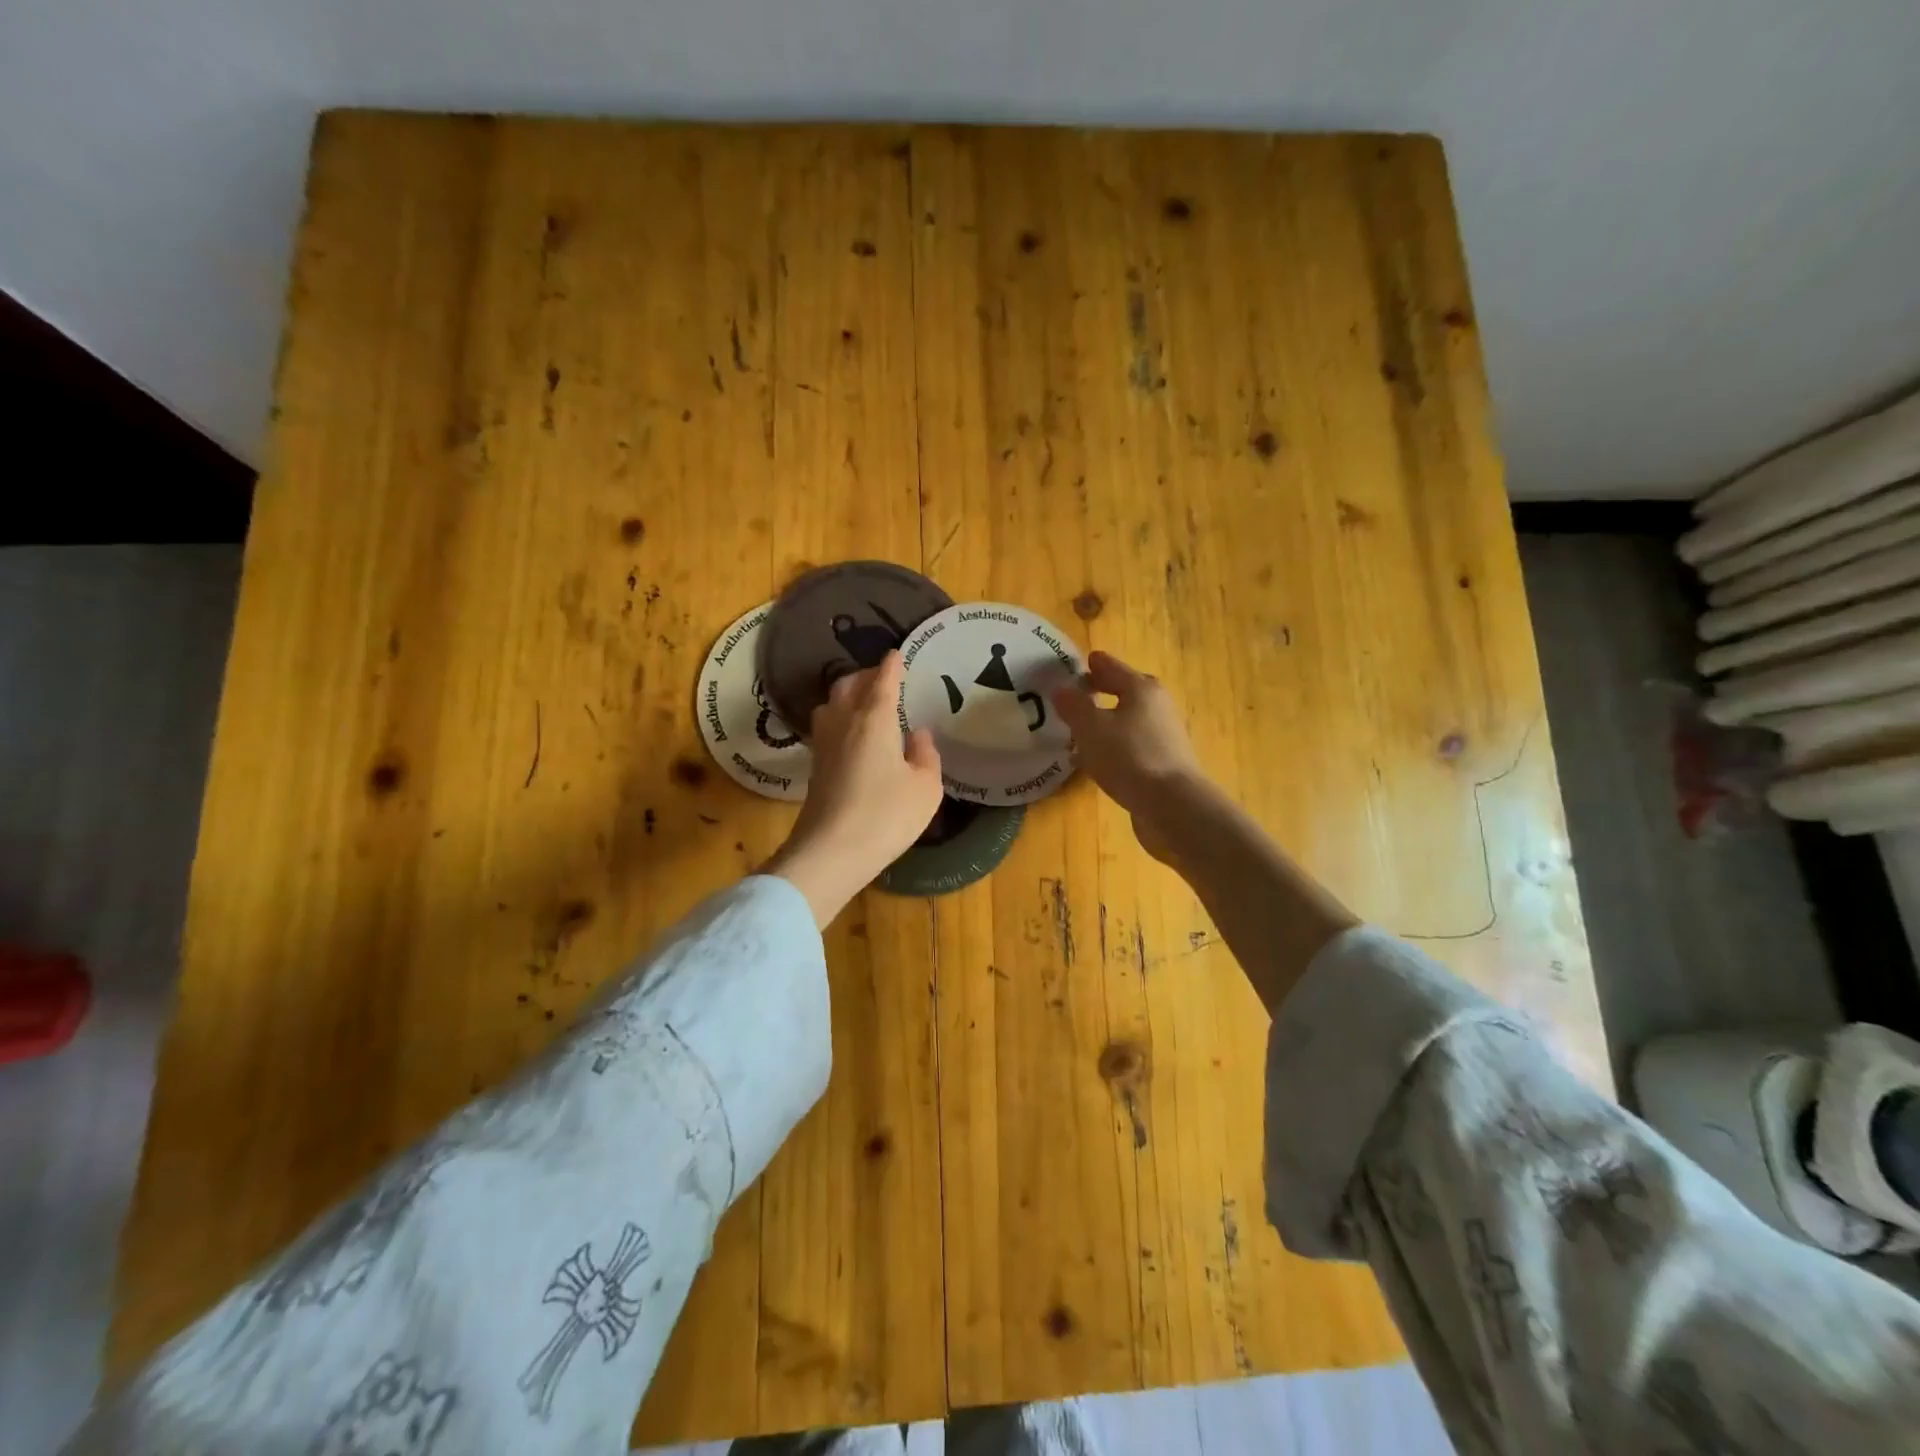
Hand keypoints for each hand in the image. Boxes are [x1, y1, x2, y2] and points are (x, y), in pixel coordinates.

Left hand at [765, 651, 943, 926]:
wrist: (831, 852)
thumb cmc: (886, 815)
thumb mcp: (925, 788)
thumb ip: (926, 755)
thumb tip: (917, 734)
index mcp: (874, 719)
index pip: (883, 680)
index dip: (892, 665)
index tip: (898, 654)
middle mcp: (844, 722)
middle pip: (849, 685)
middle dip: (867, 675)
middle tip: (885, 679)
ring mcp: (824, 744)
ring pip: (831, 703)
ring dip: (848, 695)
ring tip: (867, 703)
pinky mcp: (815, 766)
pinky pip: (827, 726)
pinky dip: (840, 718)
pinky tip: (853, 734)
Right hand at [1052, 651, 1207, 864]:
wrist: (1172, 806)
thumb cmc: (1129, 757)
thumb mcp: (1091, 728)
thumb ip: (1073, 706)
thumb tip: (1061, 690)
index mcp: (1141, 688)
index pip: (1112, 667)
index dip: (1093, 665)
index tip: (1078, 663)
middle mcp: (1157, 707)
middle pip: (1124, 692)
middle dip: (1099, 693)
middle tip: (1073, 697)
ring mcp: (1163, 736)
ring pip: (1127, 721)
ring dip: (1105, 723)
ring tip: (1078, 732)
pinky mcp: (1163, 764)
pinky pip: (1131, 746)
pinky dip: (1113, 747)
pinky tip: (1096, 761)